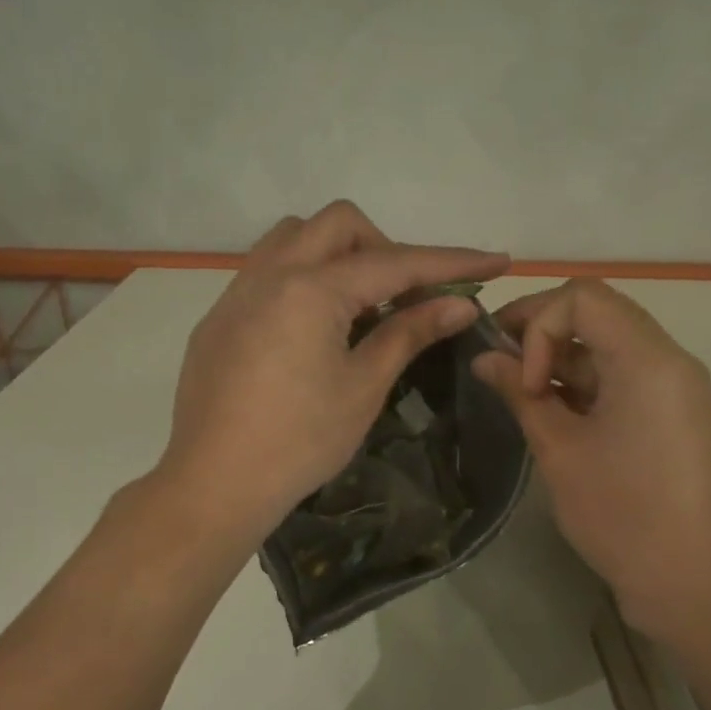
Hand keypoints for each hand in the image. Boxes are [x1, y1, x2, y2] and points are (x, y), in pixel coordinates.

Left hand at [156, 201, 508, 541]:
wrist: (214, 483)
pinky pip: (265, 271)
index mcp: (311, 289)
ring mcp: (236, 293)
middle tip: (406, 297)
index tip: (496, 262)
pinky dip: (302, 278)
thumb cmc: (300, 442)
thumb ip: (409, 334)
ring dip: (337, 254)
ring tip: (357, 307)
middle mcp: (270, 274)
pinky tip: (311, 330)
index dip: (451, 263)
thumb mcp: (363, 387)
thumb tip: (459, 305)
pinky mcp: (218, 318)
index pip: (395, 262)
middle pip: (339, 225)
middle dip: (386, 248)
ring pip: (293, 238)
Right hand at [472, 280, 710, 642]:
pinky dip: (582, 382)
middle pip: (597, 312)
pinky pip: (621, 374)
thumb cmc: (619, 513)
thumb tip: (483, 359)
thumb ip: (519, 393)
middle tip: (500, 367)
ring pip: (606, 343)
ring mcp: (673, 385)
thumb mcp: (558, 449)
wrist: (685, 578)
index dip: (537, 324)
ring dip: (559, 359)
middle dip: (542, 333)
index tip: (520, 377)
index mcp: (647, 359)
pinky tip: (551, 411)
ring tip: (521, 396)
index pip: (582, 297)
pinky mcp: (670, 410)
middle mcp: (668, 359)